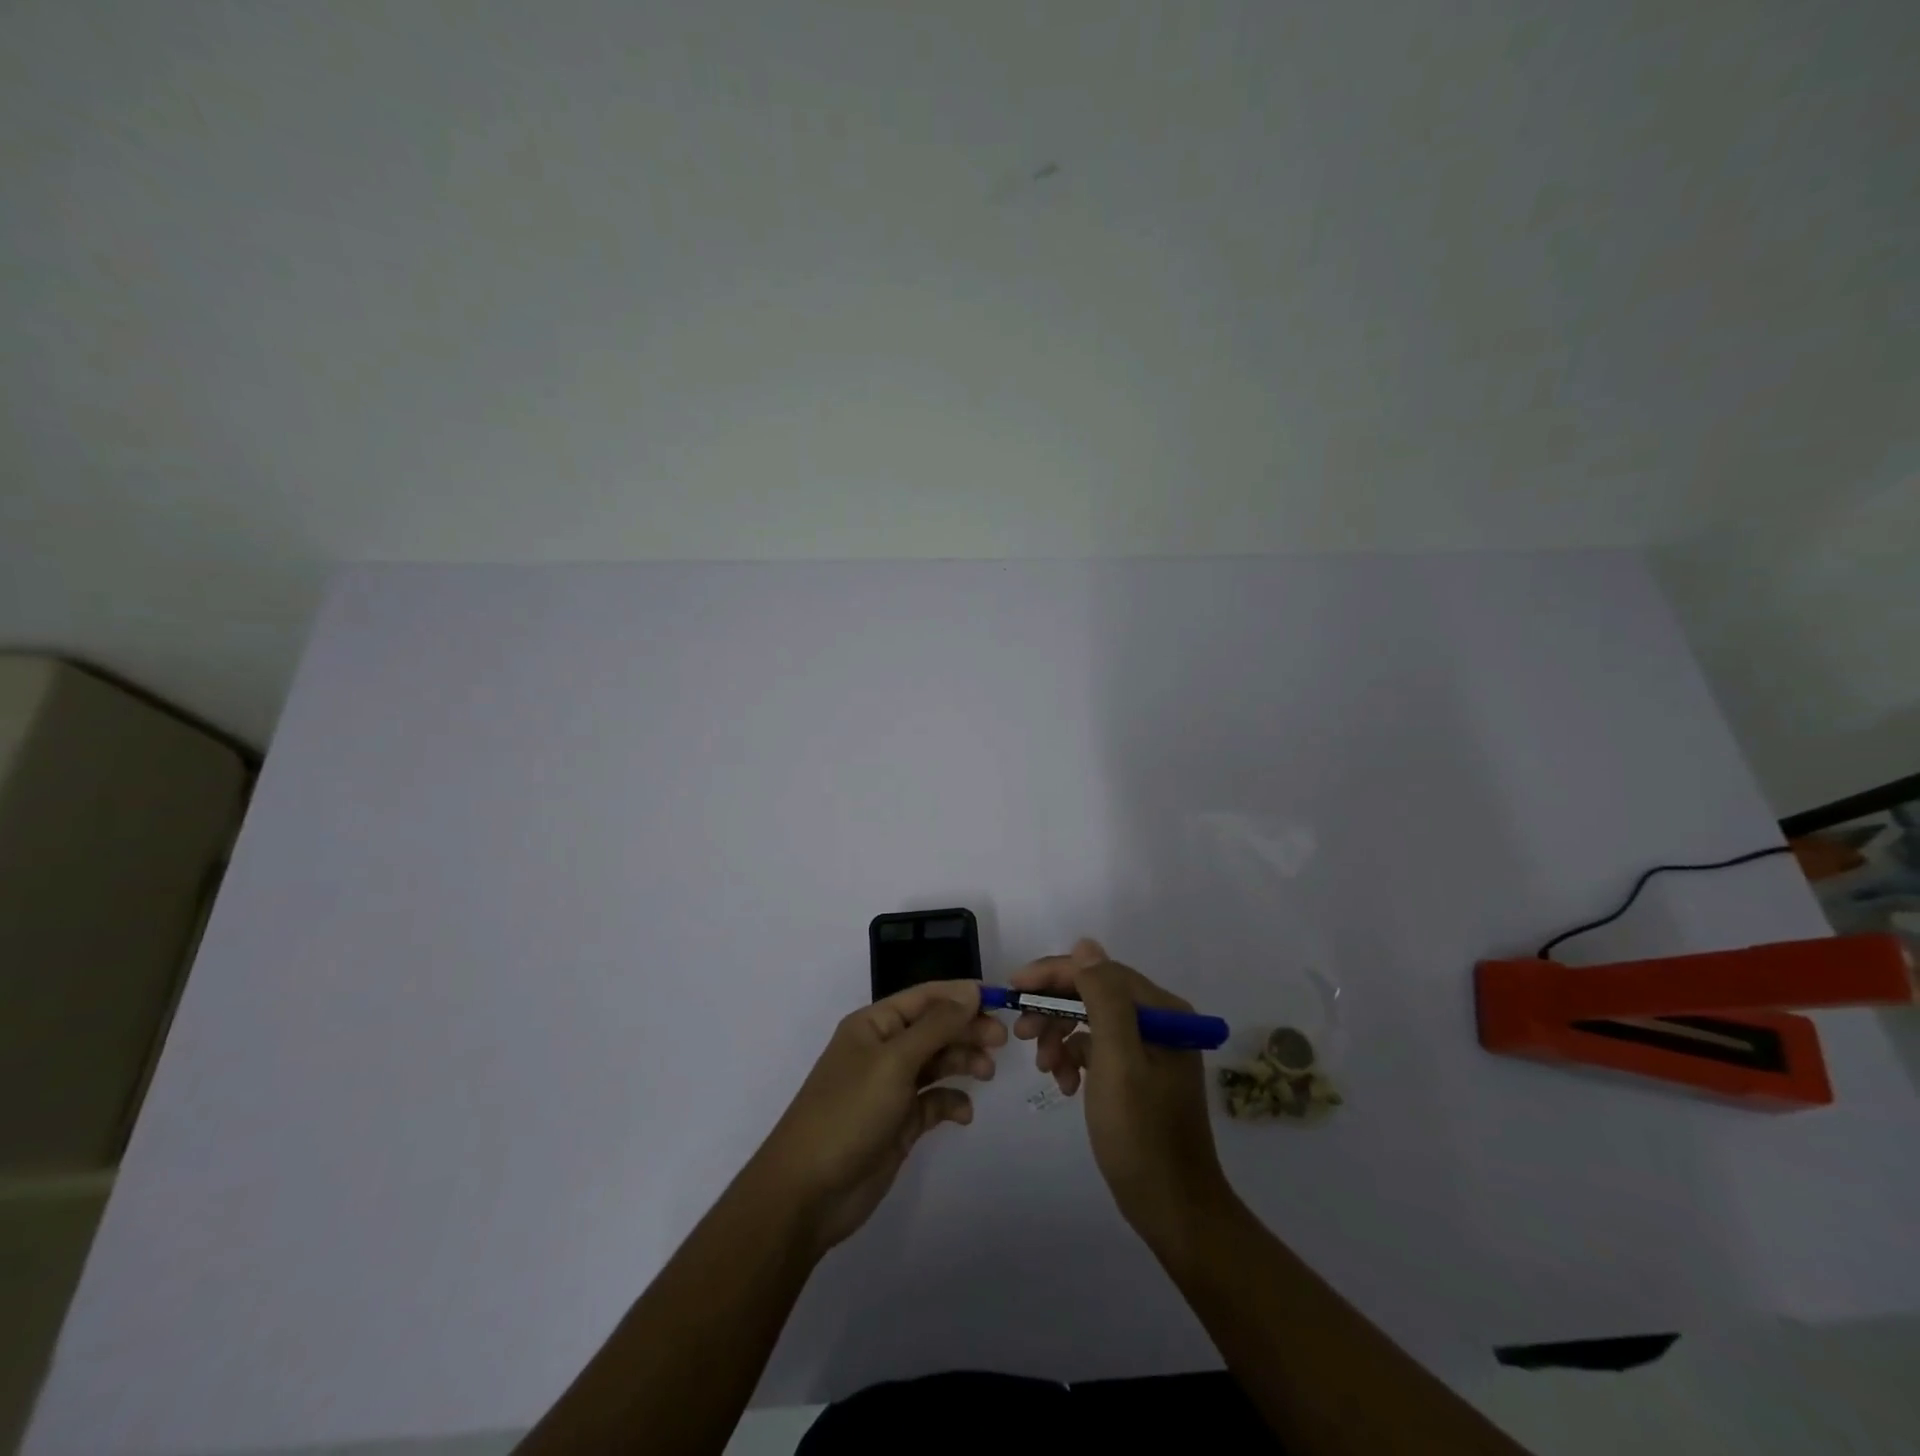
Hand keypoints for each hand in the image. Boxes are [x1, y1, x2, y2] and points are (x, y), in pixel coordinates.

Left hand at [751, 980, 1006, 1252]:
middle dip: (967, 1029)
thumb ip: (936, 1026)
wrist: (808, 1192)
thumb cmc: (849, 1112)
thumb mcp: (894, 1061)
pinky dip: (952, 1102)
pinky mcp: (899, 1124)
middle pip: (935, 1028)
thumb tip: (971, 992)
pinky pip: (934, 1102)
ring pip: (937, 1063)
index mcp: (874, 1024)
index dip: (961, 995)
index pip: (925, 997)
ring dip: (963, 1062)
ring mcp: (891, 1088)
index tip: (1000, 999)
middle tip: (1002, 1041)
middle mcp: (883, 1050)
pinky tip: (964, 1113)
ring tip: (988, 1073)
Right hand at [1012, 939, 1230, 1248]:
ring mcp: (1150, 1049)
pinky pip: (1098, 1049)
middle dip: (1054, 1010)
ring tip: (1045, 1068)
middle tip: (1022, 1034)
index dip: (1054, 974)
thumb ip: (1103, 999)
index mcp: (1162, 1012)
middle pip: (1093, 994)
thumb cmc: (1141, 1134)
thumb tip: (1085, 946)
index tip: (1014, 987)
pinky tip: (1063, 1084)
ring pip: (1091, 1021)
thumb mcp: (1118, 1061)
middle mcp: (1159, 1021)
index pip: (1099, 972)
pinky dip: (1075, 1060)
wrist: (1173, 1209)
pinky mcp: (1139, 1074)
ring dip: (1061, 1037)